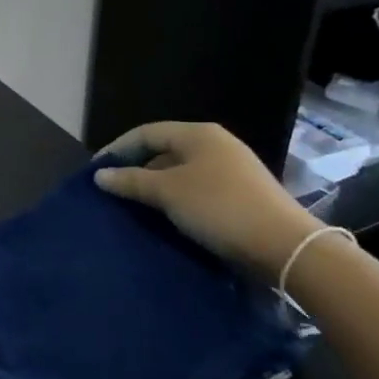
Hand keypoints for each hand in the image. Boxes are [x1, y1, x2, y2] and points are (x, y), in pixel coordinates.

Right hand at [94, 121, 317, 278]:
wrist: (284, 246)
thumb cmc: (219, 208)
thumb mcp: (168, 192)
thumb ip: (132, 181)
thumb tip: (100, 175)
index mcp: (198, 134)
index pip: (146, 132)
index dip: (117, 149)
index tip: (95, 172)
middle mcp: (215, 145)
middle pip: (163, 150)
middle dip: (135, 169)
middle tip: (112, 191)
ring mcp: (231, 169)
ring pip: (180, 172)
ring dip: (154, 187)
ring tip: (132, 207)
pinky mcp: (239, 195)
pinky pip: (196, 189)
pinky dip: (175, 199)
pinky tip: (164, 218)